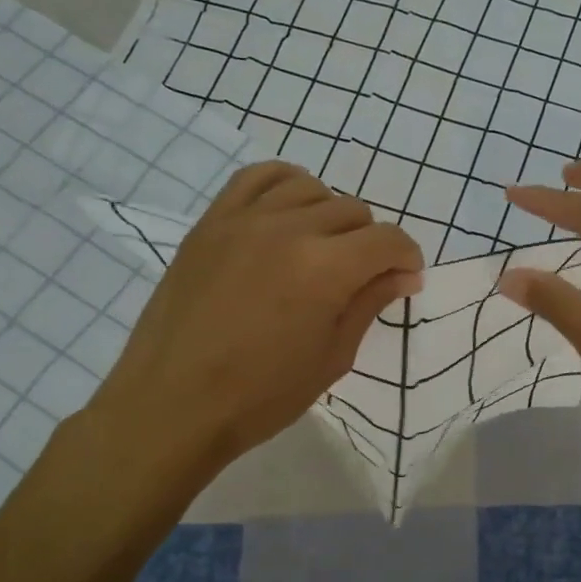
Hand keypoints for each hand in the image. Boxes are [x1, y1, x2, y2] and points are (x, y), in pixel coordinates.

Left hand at [85, 162, 422, 476]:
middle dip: (370, 243)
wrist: (173, 404)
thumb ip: (368, 304)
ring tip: (322, 247)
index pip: (388, 240)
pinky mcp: (211, 222)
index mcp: (325, 269)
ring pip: (310, 188)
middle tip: (361, 279)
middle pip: (353, 211)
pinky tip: (288, 213)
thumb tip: (402, 275)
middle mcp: (289, 229)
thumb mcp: (332, 358)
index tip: (405, 279)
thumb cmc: (261, 396)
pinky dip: (284, 186)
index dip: (407, 258)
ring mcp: (244, 219)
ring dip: (330, 214)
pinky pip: (257, 178)